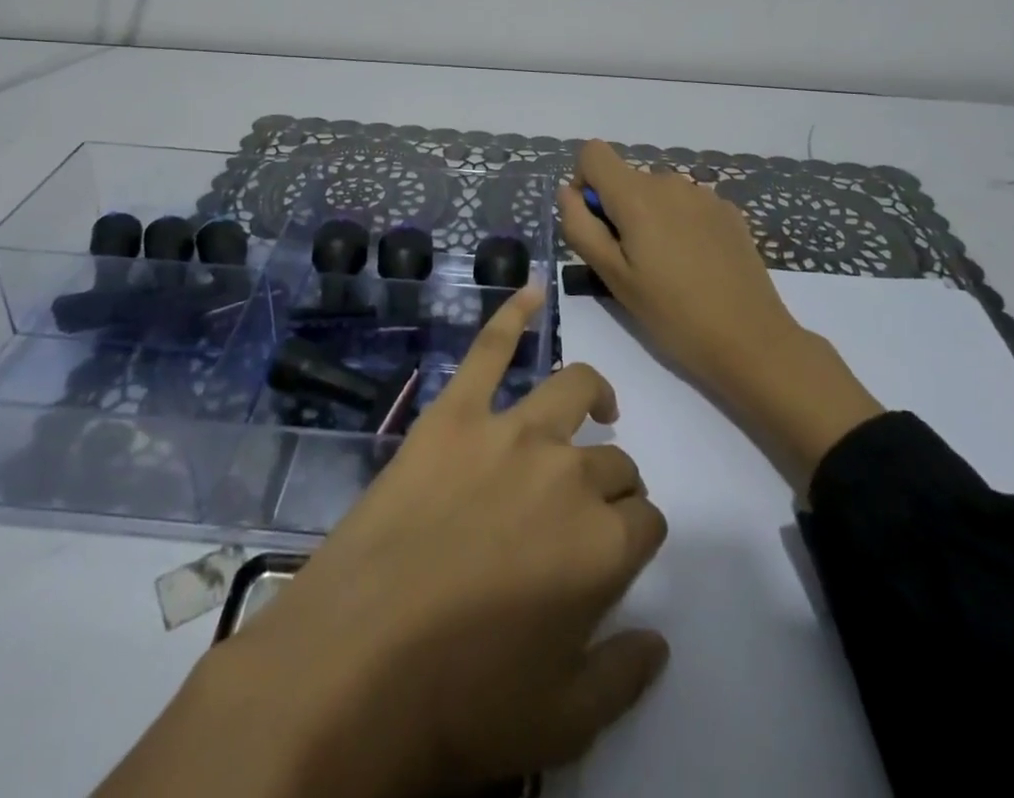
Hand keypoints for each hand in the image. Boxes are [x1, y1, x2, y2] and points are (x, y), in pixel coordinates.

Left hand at [109, 285, 670, 797]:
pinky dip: (511, 314)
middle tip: (585, 511)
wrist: (354, 661)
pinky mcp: (455, 412)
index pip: (646, 520)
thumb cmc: (460, 701)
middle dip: (614, 483)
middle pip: (614, 461)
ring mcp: (510, 431)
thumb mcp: (560, 722)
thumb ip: (624, 676)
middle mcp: (569, 472)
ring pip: (573, 389)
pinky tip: (528, 289)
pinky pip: (489, 348)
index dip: (636, 535)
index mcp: (603, 544)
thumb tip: (660, 641)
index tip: (616, 553)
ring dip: (594, 394)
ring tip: (598, 405)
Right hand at [558, 141, 883, 488]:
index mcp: (636, 195)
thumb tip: (568, 192)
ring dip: (650, 218)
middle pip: (626, 178)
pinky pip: (687, 205)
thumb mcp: (612, 276)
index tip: (596, 224)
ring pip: (658, 193)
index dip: (584, 182)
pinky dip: (680, 224)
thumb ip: (580, 226)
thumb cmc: (671, 313)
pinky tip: (696, 265)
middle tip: (631, 263)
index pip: (593, 153)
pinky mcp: (729, 211)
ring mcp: (704, 194)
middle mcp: (669, 181)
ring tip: (666, 268)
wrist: (751, 339)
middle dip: (618, 210)